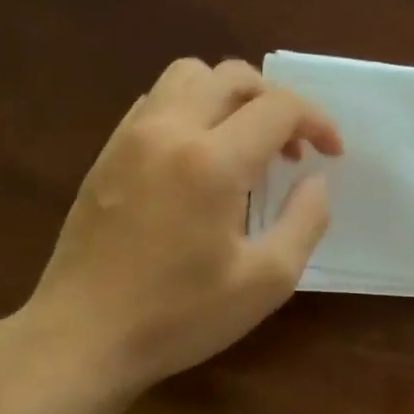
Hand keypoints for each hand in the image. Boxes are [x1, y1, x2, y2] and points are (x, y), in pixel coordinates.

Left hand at [17, 58, 341, 396]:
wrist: (81, 337)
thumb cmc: (180, 315)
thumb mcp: (267, 280)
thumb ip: (306, 221)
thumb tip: (316, 181)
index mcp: (213, 161)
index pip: (279, 107)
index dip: (318, 122)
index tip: (332, 154)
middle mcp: (169, 131)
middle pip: (233, 76)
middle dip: (277, 102)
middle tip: (292, 150)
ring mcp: (131, 138)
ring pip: (188, 76)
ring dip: (231, 97)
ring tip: (247, 143)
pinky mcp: (107, 153)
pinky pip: (156, 101)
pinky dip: (192, 109)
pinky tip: (201, 156)